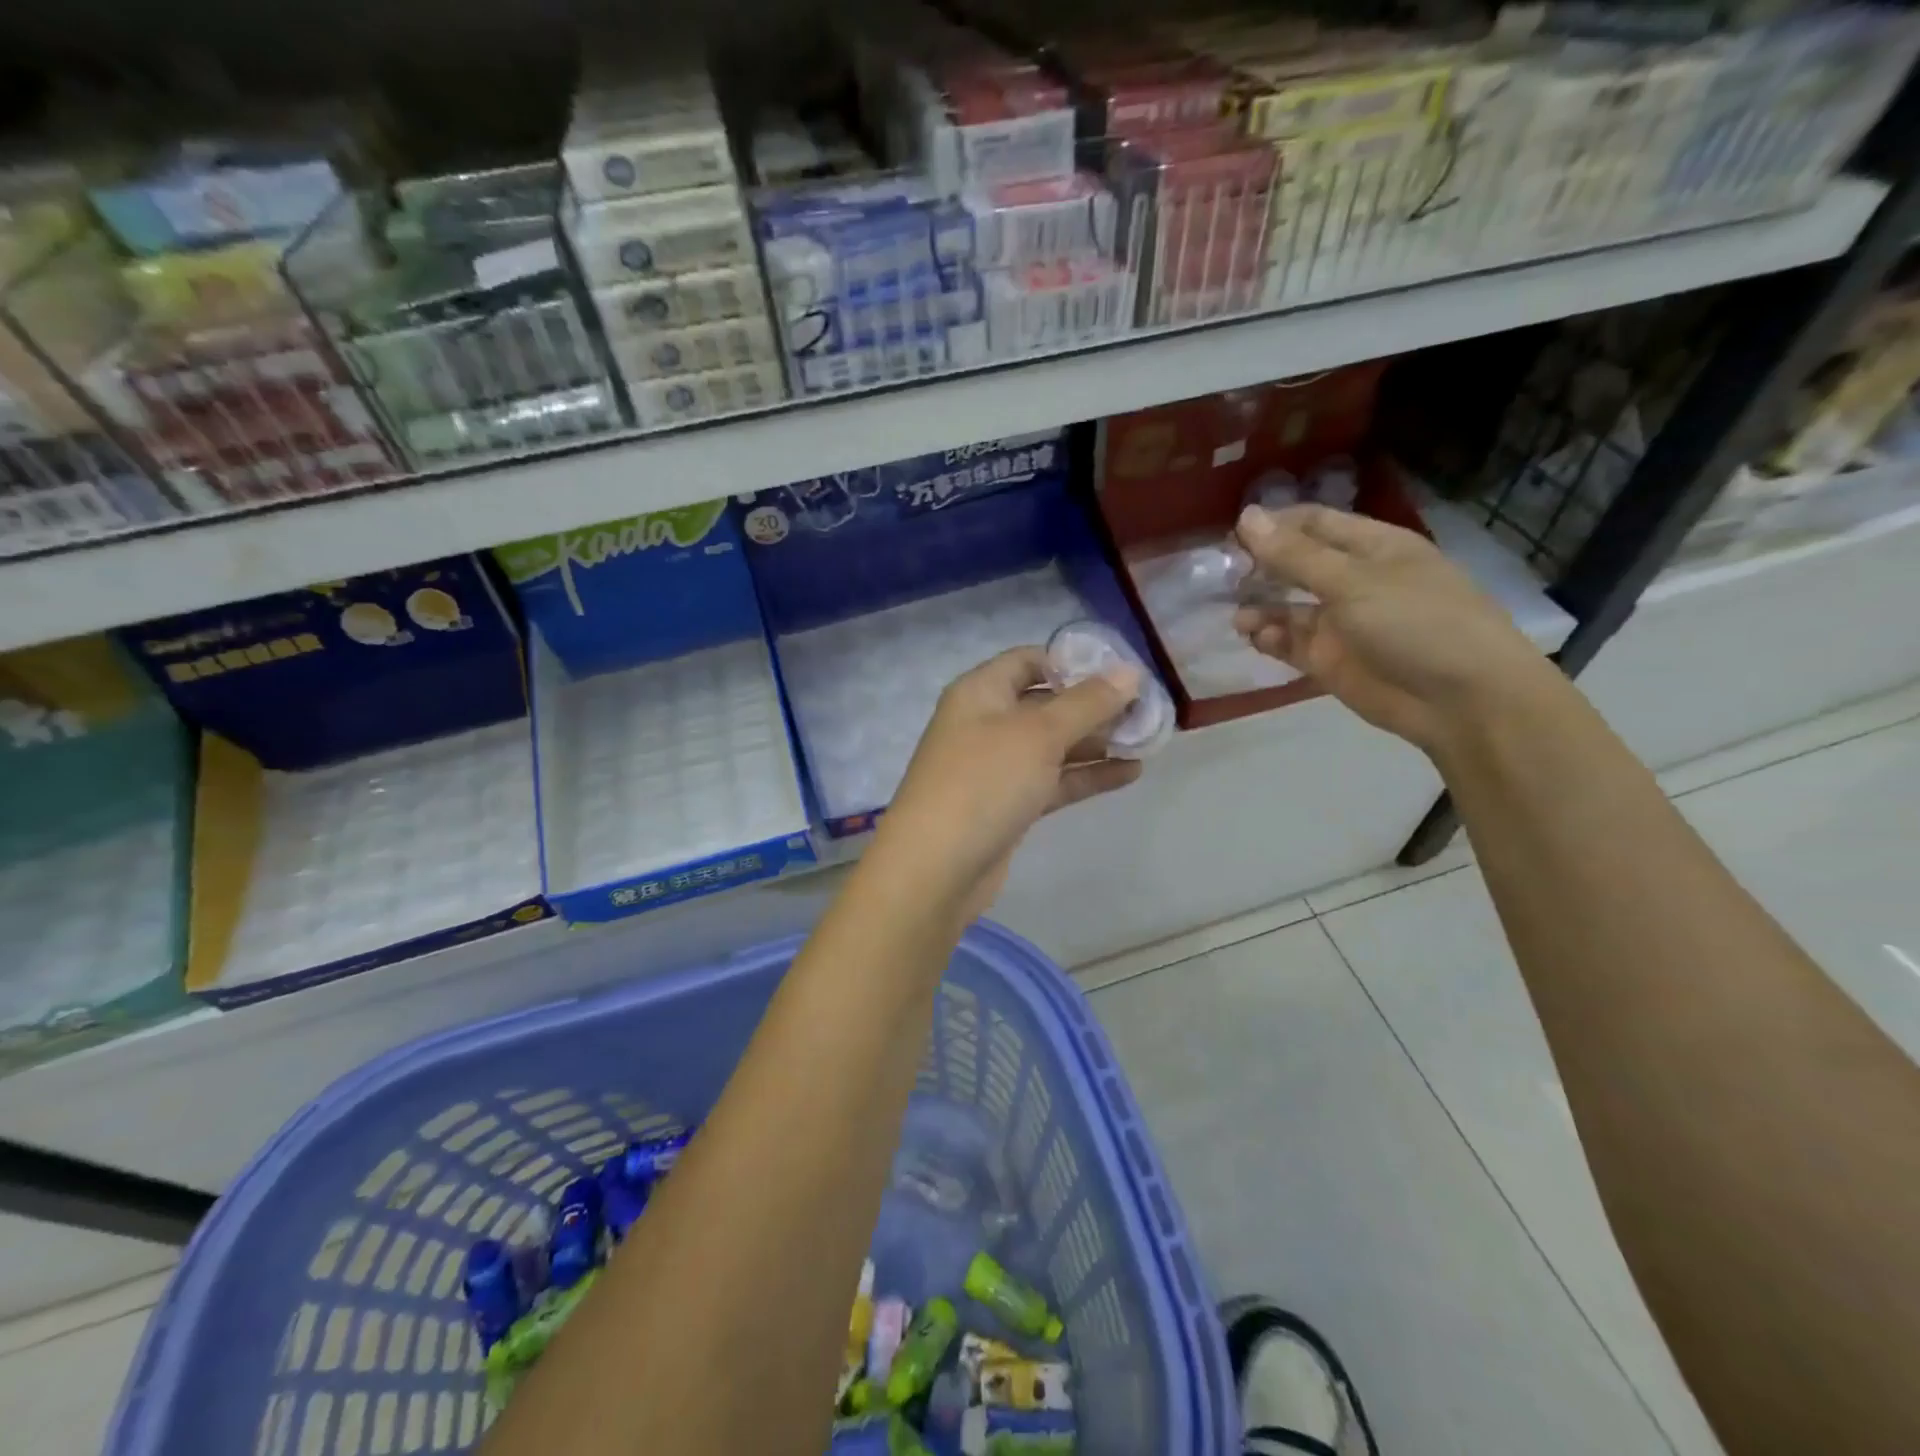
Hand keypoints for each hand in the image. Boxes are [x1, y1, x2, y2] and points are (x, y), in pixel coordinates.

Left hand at [875, 647, 1143, 919]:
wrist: (937, 867)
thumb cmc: (985, 782)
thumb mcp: (1039, 733)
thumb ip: (1088, 702)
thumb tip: (1130, 671)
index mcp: (981, 692)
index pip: (1029, 660)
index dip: (1072, 661)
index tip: (1120, 672)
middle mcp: (986, 722)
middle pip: (1046, 702)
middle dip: (1094, 704)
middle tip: (1146, 709)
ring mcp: (997, 766)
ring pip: (1053, 744)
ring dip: (1096, 741)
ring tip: (1148, 739)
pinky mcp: (1009, 804)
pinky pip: (1053, 780)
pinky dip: (1086, 775)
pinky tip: (1130, 773)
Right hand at [1232, 504, 1559, 753]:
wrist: (1461, 699)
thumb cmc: (1416, 623)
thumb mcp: (1353, 582)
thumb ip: (1295, 555)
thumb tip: (1246, 516)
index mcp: (1372, 547)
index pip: (1314, 523)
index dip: (1274, 524)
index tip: (1231, 534)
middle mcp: (1354, 581)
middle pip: (1296, 564)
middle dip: (1260, 567)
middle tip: (1221, 574)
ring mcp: (1341, 623)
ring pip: (1288, 607)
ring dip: (1260, 607)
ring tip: (1238, 617)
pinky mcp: (1330, 661)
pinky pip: (1290, 643)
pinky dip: (1270, 639)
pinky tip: (1256, 637)